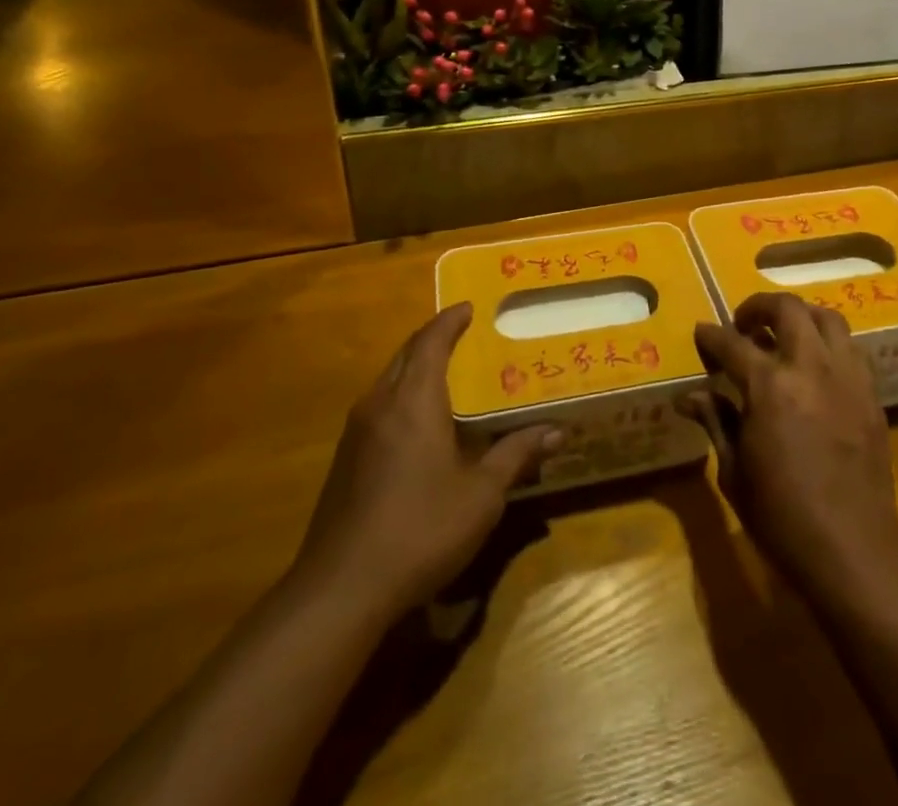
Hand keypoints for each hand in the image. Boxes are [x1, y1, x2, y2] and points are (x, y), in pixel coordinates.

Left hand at [292, 303, 558, 616]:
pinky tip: (421, 423)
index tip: (470, 307)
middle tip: (465, 335)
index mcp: (414, 400)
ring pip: (389, 380)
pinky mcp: (345, 460)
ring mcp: (356, 433)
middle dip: (434, 338)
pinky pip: (379, 407)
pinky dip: (403, 395)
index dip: (451, 320)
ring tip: (449, 373)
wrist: (340, 591)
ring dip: (416, 367)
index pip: (432, 341)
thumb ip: (516, 455)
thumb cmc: (421, 529)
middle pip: (407, 354)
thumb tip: (557, 430)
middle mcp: (380, 404)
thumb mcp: (481, 494)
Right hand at [683, 293, 897, 605]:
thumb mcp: (733, 471)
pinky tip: (817, 367)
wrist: (852, 552)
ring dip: (800, 317)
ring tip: (785, 335)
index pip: (732, 343)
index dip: (711, 335)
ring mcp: (847, 377)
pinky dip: (829, 344)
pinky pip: (851, 349)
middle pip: (787, 309)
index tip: (702, 333)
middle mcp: (810, 368)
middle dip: (758, 307)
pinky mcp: (871, 395)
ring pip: (827, 318)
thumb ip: (715, 421)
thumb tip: (689, 396)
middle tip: (744, 324)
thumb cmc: (781, 517)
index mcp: (769, 386)